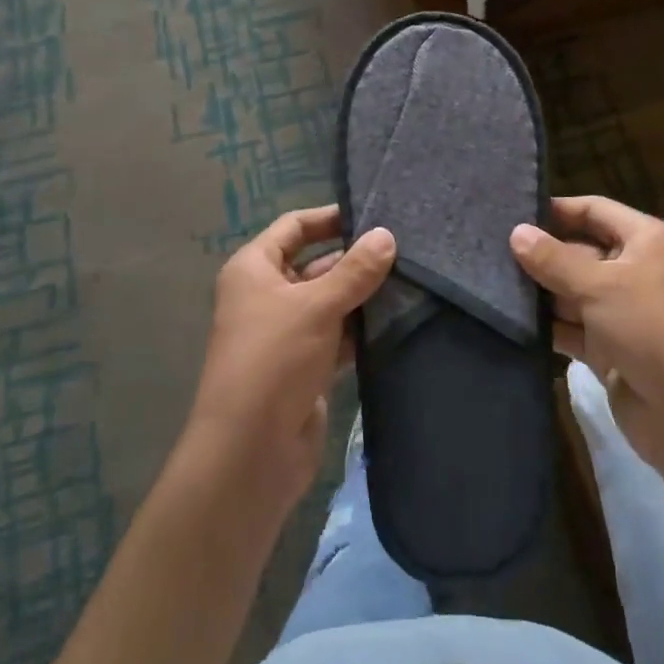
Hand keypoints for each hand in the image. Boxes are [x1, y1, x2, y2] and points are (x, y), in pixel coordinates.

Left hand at [188, 206, 395, 515]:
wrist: (251, 451)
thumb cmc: (274, 360)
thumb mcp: (316, 306)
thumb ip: (355, 270)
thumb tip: (387, 235)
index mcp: (254, 269)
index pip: (294, 227)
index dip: (330, 217)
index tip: (374, 212)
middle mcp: (266, 296)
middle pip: (315, 264)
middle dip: (354, 258)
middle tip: (405, 247)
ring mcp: (286, 333)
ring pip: (330, 301)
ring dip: (362, 295)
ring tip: (412, 277)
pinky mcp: (305, 366)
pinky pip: (337, 335)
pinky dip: (361, 328)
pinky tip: (397, 318)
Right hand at [510, 196, 663, 470]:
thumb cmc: (650, 329)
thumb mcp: (600, 286)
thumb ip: (553, 259)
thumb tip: (515, 232)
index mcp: (644, 240)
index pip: (593, 210)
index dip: (556, 209)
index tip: (510, 212)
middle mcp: (632, 269)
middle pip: (578, 250)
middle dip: (539, 253)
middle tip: (487, 250)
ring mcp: (619, 311)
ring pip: (570, 290)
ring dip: (538, 291)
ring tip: (487, 281)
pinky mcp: (606, 348)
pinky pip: (569, 326)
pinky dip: (546, 324)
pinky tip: (509, 319)